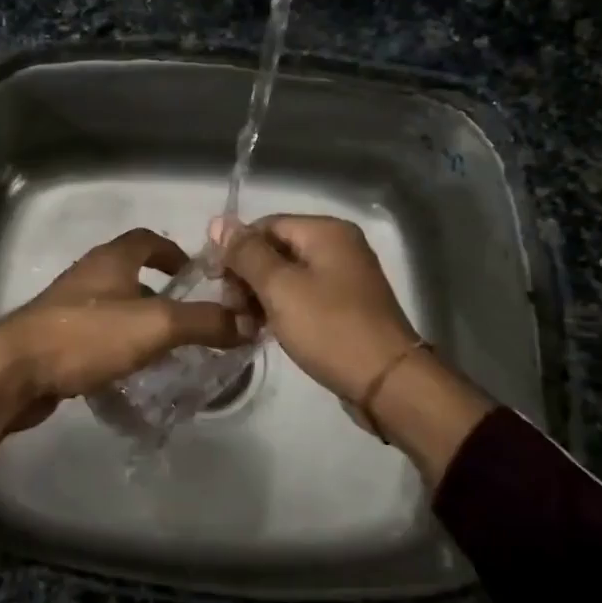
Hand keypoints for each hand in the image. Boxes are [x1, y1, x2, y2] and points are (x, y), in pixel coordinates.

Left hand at [0, 229, 249, 457]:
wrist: (16, 371)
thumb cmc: (87, 336)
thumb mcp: (155, 325)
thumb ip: (204, 322)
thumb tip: (250, 321)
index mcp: (111, 260)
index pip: (147, 239)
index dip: (173, 251)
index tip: (195, 274)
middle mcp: (89, 275)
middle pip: (130, 271)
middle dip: (161, 290)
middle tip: (190, 318)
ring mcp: (69, 306)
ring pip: (114, 304)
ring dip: (140, 319)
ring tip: (167, 347)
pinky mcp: (56, 337)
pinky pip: (97, 333)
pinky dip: (118, 343)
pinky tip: (131, 370)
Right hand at [214, 214, 494, 482]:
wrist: (387, 382)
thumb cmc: (329, 328)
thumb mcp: (280, 288)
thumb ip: (246, 253)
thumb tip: (218, 221)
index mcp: (326, 231)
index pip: (264, 225)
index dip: (235, 250)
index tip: (214, 282)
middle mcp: (338, 245)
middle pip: (275, 249)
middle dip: (247, 277)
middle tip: (232, 310)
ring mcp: (344, 276)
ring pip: (286, 275)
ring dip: (259, 297)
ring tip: (245, 326)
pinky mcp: (345, 305)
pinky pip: (303, 295)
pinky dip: (280, 308)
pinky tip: (264, 330)